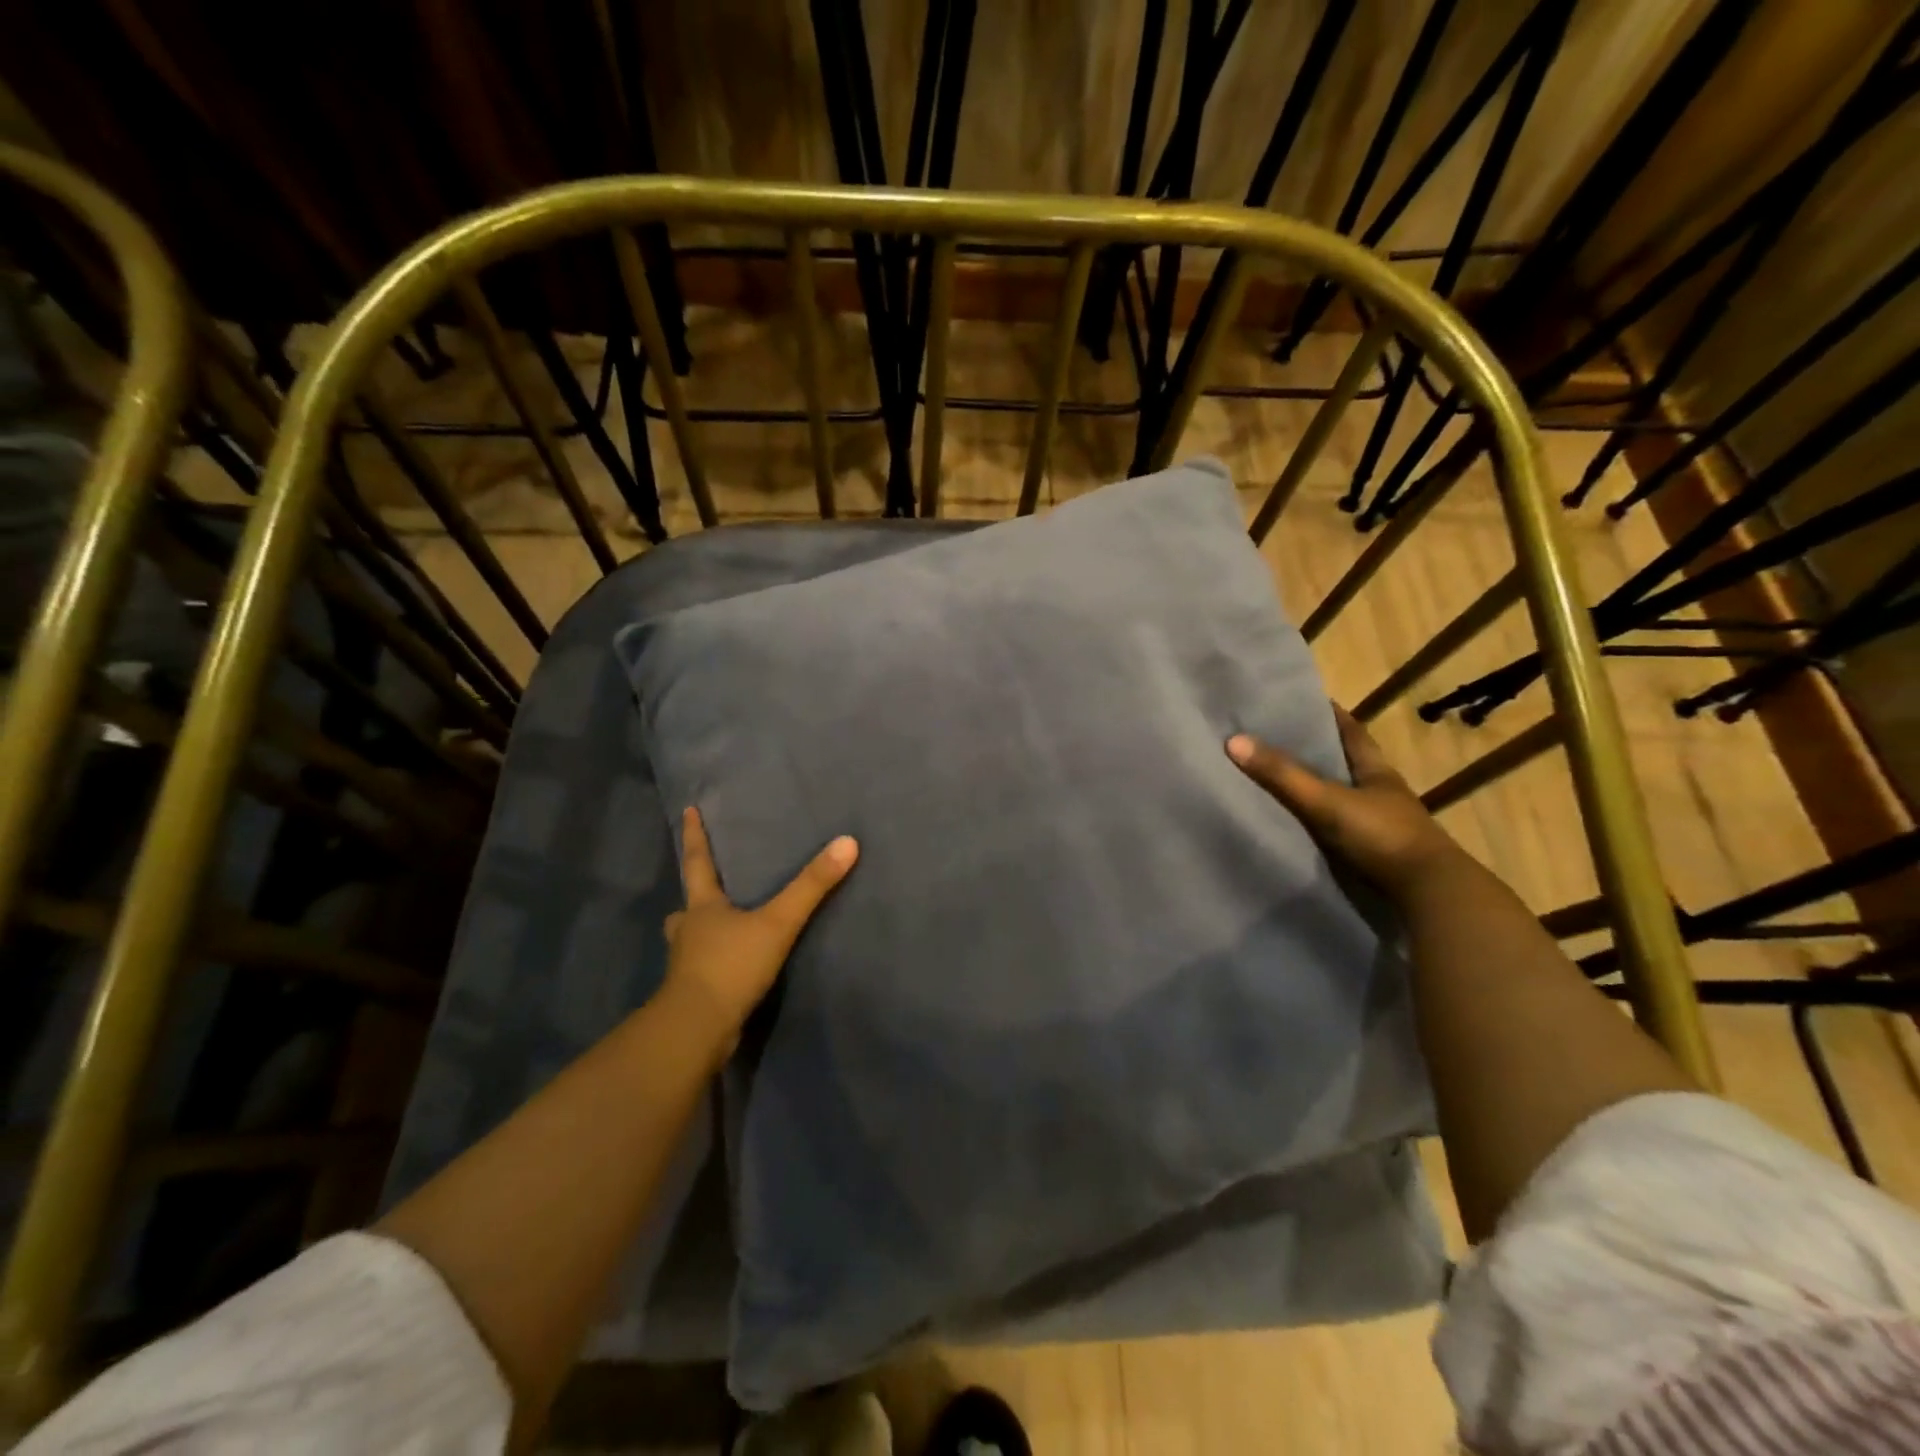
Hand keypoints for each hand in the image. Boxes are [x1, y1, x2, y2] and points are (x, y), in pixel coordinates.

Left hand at [660, 806, 858, 1052]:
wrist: (697, 1028)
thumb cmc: (731, 965)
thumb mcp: (778, 922)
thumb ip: (812, 886)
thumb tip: (848, 842)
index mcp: (702, 907)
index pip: (697, 862)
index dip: (695, 836)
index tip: (688, 810)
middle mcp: (689, 931)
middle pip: (687, 906)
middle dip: (695, 896)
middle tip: (705, 889)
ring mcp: (686, 964)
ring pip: (690, 939)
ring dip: (700, 932)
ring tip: (721, 930)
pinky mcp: (692, 993)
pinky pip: (702, 968)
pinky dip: (712, 963)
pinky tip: (730, 969)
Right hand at [1227, 708, 1458, 898]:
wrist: (1428, 894)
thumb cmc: (1382, 836)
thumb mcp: (1327, 801)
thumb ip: (1283, 775)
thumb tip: (1233, 741)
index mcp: (1376, 771)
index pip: (1352, 732)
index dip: (1330, 715)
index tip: (1303, 700)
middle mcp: (1380, 793)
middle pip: (1345, 762)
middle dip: (1316, 750)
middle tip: (1276, 738)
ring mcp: (1379, 824)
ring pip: (1341, 796)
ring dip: (1316, 788)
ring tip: (1277, 778)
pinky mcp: (1372, 853)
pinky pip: (1337, 827)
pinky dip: (1318, 821)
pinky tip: (1296, 822)